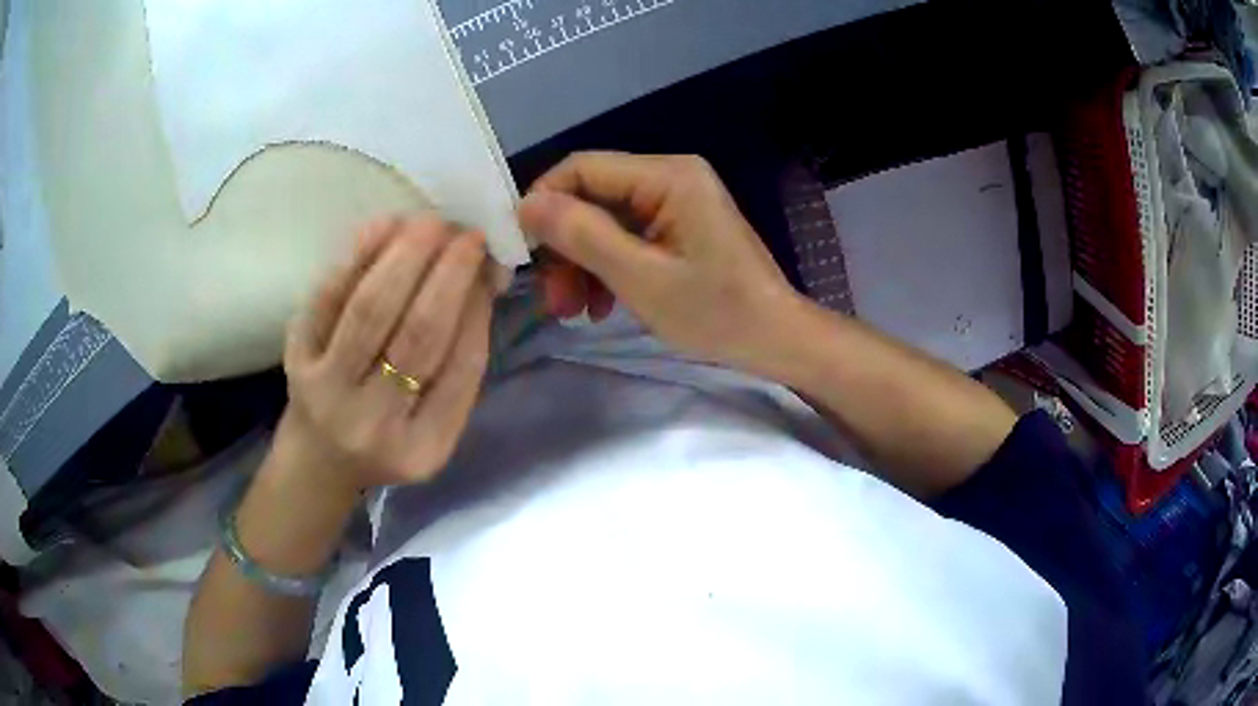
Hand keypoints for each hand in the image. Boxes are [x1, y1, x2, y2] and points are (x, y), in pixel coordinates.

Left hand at [276, 216, 493, 491]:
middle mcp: (373, 424)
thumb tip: (483, 276)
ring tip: (430, 224)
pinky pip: (327, 298)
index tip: (489, 262)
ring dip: (405, 255)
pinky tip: (383, 227)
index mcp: (423, 447)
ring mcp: (328, 391)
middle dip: (448, 272)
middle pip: (418, 335)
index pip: (461, 366)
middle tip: (464, 232)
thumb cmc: (388, 438)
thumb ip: (460, 361)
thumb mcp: (435, 423)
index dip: (477, 305)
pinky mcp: (296, 361)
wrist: (318, 459)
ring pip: (370, 309)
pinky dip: (358, 257)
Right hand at [518, 152, 798, 368]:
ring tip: (574, 312)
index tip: (523, 254)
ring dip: (582, 265)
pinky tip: (601, 306)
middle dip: (566, 247)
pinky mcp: (677, 227)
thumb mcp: (641, 278)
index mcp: (667, 176)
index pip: (582, 168)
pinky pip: (626, 238)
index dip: (543, 203)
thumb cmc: (716, 312)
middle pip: (591, 197)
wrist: (775, 339)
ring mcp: (675, 202)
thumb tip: (526, 204)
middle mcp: (669, 177)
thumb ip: (582, 235)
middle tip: (553, 301)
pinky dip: (607, 269)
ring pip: (604, 222)